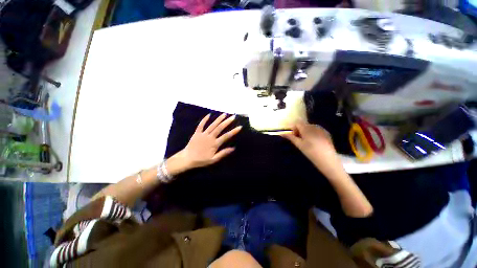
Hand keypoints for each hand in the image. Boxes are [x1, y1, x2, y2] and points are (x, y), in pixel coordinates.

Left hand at [167, 113, 241, 174]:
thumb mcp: (213, 160)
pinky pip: (201, 125)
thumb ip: (223, 153)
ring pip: (212, 125)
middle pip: (220, 128)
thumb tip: (233, 148)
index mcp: (215, 144)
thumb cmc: (201, 160)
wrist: (187, 159)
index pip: (226, 136)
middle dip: (227, 122)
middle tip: (233, 117)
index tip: (239, 127)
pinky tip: (209, 114)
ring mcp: (203, 134)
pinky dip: (204, 119)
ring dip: (219, 119)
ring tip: (225, 114)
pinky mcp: (197, 133)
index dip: (233, 131)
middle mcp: (210, 137)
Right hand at [281, 121, 341, 174]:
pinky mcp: (327, 133)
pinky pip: (317, 130)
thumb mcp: (299, 144)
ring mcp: (322, 129)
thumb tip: (281, 134)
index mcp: (306, 128)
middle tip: (300, 141)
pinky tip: (315, 143)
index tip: (294, 136)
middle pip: (304, 125)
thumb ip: (290, 137)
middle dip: (300, 131)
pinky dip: (313, 134)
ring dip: (306, 132)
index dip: (294, 128)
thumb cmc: (310, 152)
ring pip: (310, 127)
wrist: (327, 159)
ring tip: (308, 142)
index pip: (297, 123)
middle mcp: (314, 126)